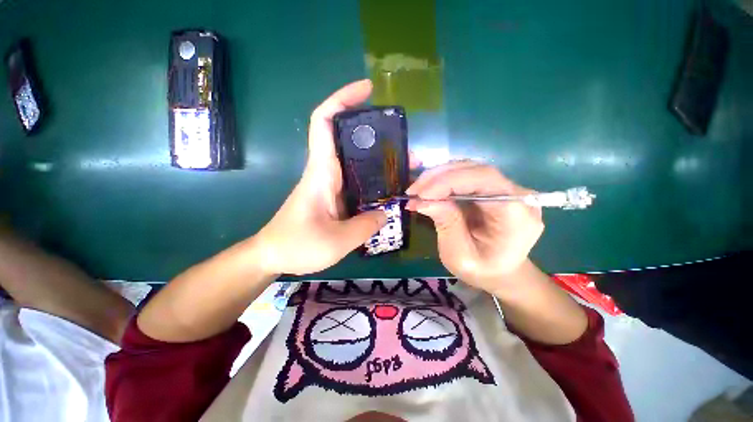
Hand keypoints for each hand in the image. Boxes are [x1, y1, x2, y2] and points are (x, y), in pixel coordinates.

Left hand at [250, 80, 387, 275]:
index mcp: (321, 173)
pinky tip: (390, 188)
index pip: (325, 123)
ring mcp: (332, 185)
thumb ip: (365, 226)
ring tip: (406, 167)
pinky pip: (358, 181)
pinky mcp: (335, 197)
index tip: (367, 90)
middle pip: (349, 140)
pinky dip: (375, 180)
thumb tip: (385, 212)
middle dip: (377, 135)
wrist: (273, 255)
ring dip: (380, 160)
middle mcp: (327, 172)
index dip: (343, 99)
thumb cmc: (297, 245)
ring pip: (357, 162)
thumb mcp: (337, 241)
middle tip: (404, 145)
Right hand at [405, 161, 543, 292]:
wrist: (501, 273)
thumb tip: (423, 200)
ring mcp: (507, 189)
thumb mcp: (460, 255)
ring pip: (469, 169)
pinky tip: (428, 190)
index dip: (449, 181)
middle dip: (438, 177)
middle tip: (413, 191)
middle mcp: (518, 195)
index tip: (420, 194)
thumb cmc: (482, 270)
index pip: (484, 180)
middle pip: (476, 170)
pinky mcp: (494, 189)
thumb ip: (446, 224)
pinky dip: (443, 180)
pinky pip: (467, 176)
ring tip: (417, 191)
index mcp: (516, 215)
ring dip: (438, 176)